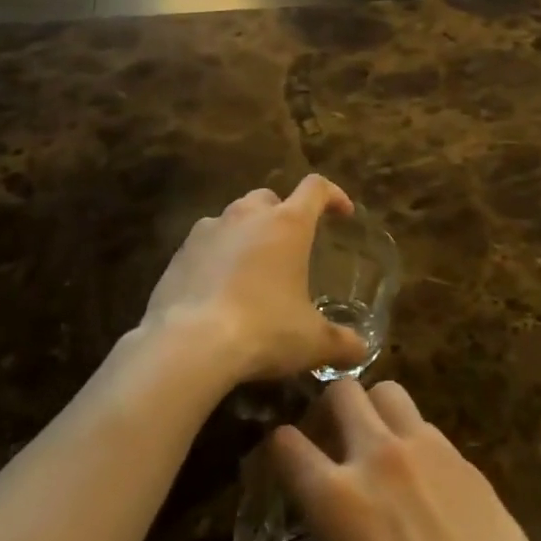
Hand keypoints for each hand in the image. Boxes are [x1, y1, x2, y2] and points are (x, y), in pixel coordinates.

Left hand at [142, 176, 369, 382]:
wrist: (188, 345)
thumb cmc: (263, 330)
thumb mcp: (312, 342)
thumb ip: (341, 343)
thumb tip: (361, 351)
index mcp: (287, 224)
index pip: (316, 189)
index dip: (333, 195)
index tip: (342, 213)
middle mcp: (247, 216)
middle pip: (269, 198)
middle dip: (282, 214)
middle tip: (290, 246)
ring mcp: (208, 230)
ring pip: (233, 218)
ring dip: (246, 234)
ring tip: (252, 269)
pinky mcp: (179, 253)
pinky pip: (204, 245)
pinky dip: (215, 257)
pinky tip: (217, 289)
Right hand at [268, 381, 540, 540]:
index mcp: (338, 501)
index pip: (287, 444)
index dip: (273, 450)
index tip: (274, 468)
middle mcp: (381, 458)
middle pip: (344, 392)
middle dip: (326, 411)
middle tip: (326, 447)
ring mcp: (431, 453)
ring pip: (391, 393)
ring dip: (373, 412)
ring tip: (374, 452)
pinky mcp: (470, 463)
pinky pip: (430, 427)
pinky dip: (414, 440)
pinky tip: (422, 485)